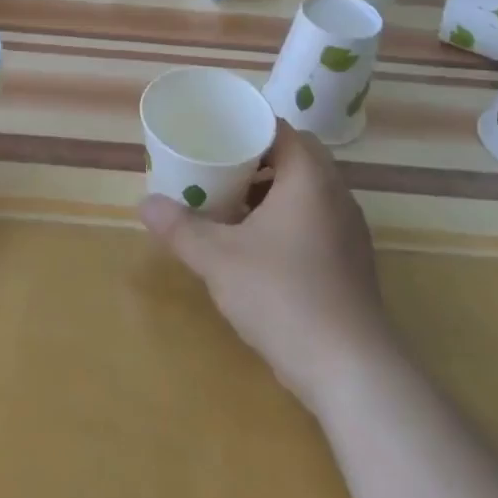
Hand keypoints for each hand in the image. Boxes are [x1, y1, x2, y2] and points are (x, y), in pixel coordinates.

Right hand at [140, 122, 397, 410]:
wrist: (352, 370)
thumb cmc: (283, 296)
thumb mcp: (219, 259)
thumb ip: (181, 228)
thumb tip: (144, 204)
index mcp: (309, 177)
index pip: (280, 129)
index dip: (246, 127)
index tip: (214, 135)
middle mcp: (336, 194)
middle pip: (295, 157)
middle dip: (255, 160)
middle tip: (217, 170)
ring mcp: (350, 229)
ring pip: (308, 191)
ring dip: (272, 192)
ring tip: (232, 208)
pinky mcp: (353, 262)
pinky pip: (317, 220)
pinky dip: (288, 220)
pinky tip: (259, 248)